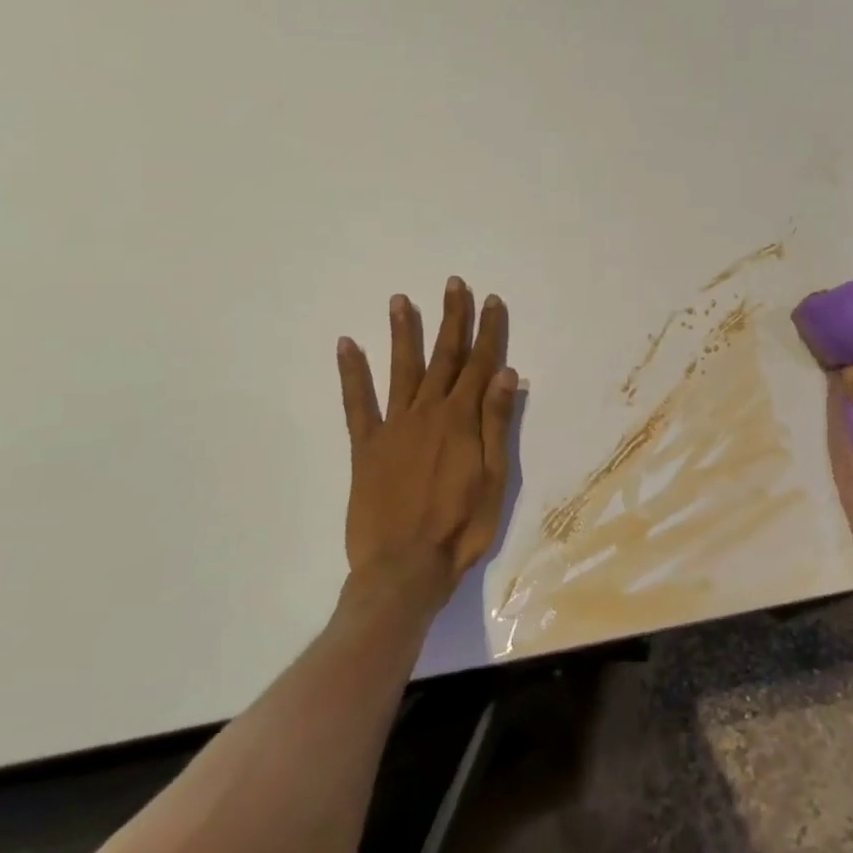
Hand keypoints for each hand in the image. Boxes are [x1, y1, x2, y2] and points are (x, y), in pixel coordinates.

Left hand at [334, 277, 517, 610]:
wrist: (404, 568)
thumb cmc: (461, 527)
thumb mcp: (494, 479)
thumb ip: (497, 424)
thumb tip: (505, 374)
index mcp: (462, 421)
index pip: (480, 365)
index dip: (488, 331)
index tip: (491, 301)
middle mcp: (427, 413)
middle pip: (444, 357)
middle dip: (451, 319)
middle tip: (453, 285)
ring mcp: (393, 427)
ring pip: (401, 370)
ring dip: (403, 333)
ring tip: (400, 300)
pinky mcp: (365, 447)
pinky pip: (356, 404)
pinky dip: (351, 374)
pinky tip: (346, 346)